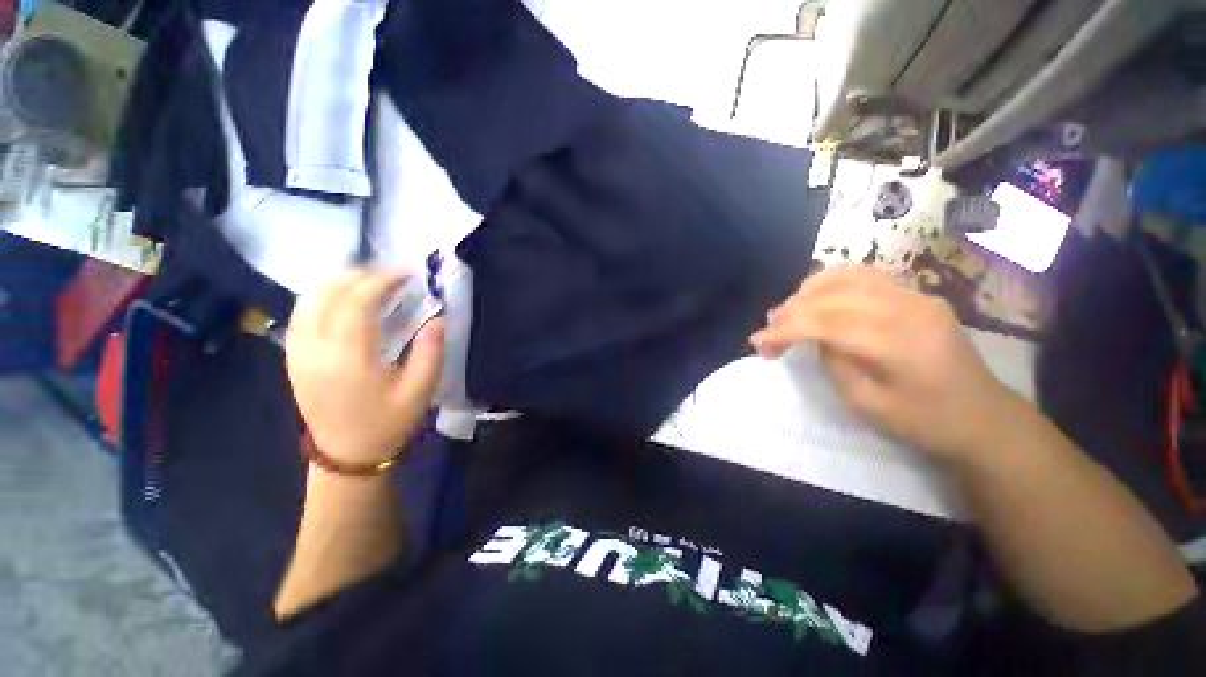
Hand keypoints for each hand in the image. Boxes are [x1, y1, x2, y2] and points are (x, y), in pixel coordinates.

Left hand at [285, 270, 444, 465]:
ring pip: (309, 299)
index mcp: (349, 358)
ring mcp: (298, 352)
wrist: (347, 456)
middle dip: (362, 275)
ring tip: (369, 281)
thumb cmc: (388, 423)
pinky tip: (342, 299)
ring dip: (339, 282)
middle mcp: (315, 349)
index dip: (383, 280)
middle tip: (392, 275)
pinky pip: (300, 314)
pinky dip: (322, 296)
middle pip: (329, 293)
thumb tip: (437, 318)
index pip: (358, 301)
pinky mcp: (293, 357)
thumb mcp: (420, 391)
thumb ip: (431, 352)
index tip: (407, 273)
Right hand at [750, 264, 1016, 463]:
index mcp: (896, 340)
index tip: (757, 342)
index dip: (784, 329)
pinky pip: (864, 276)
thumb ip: (835, 363)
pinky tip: (818, 298)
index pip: (824, 321)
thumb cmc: (925, 420)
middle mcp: (905, 306)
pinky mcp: (916, 294)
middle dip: (790, 310)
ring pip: (846, 275)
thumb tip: (815, 338)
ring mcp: (914, 295)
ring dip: (808, 291)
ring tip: (789, 312)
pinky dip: (831, 283)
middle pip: (830, 294)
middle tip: (769, 331)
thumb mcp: (867, 404)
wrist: (983, 416)